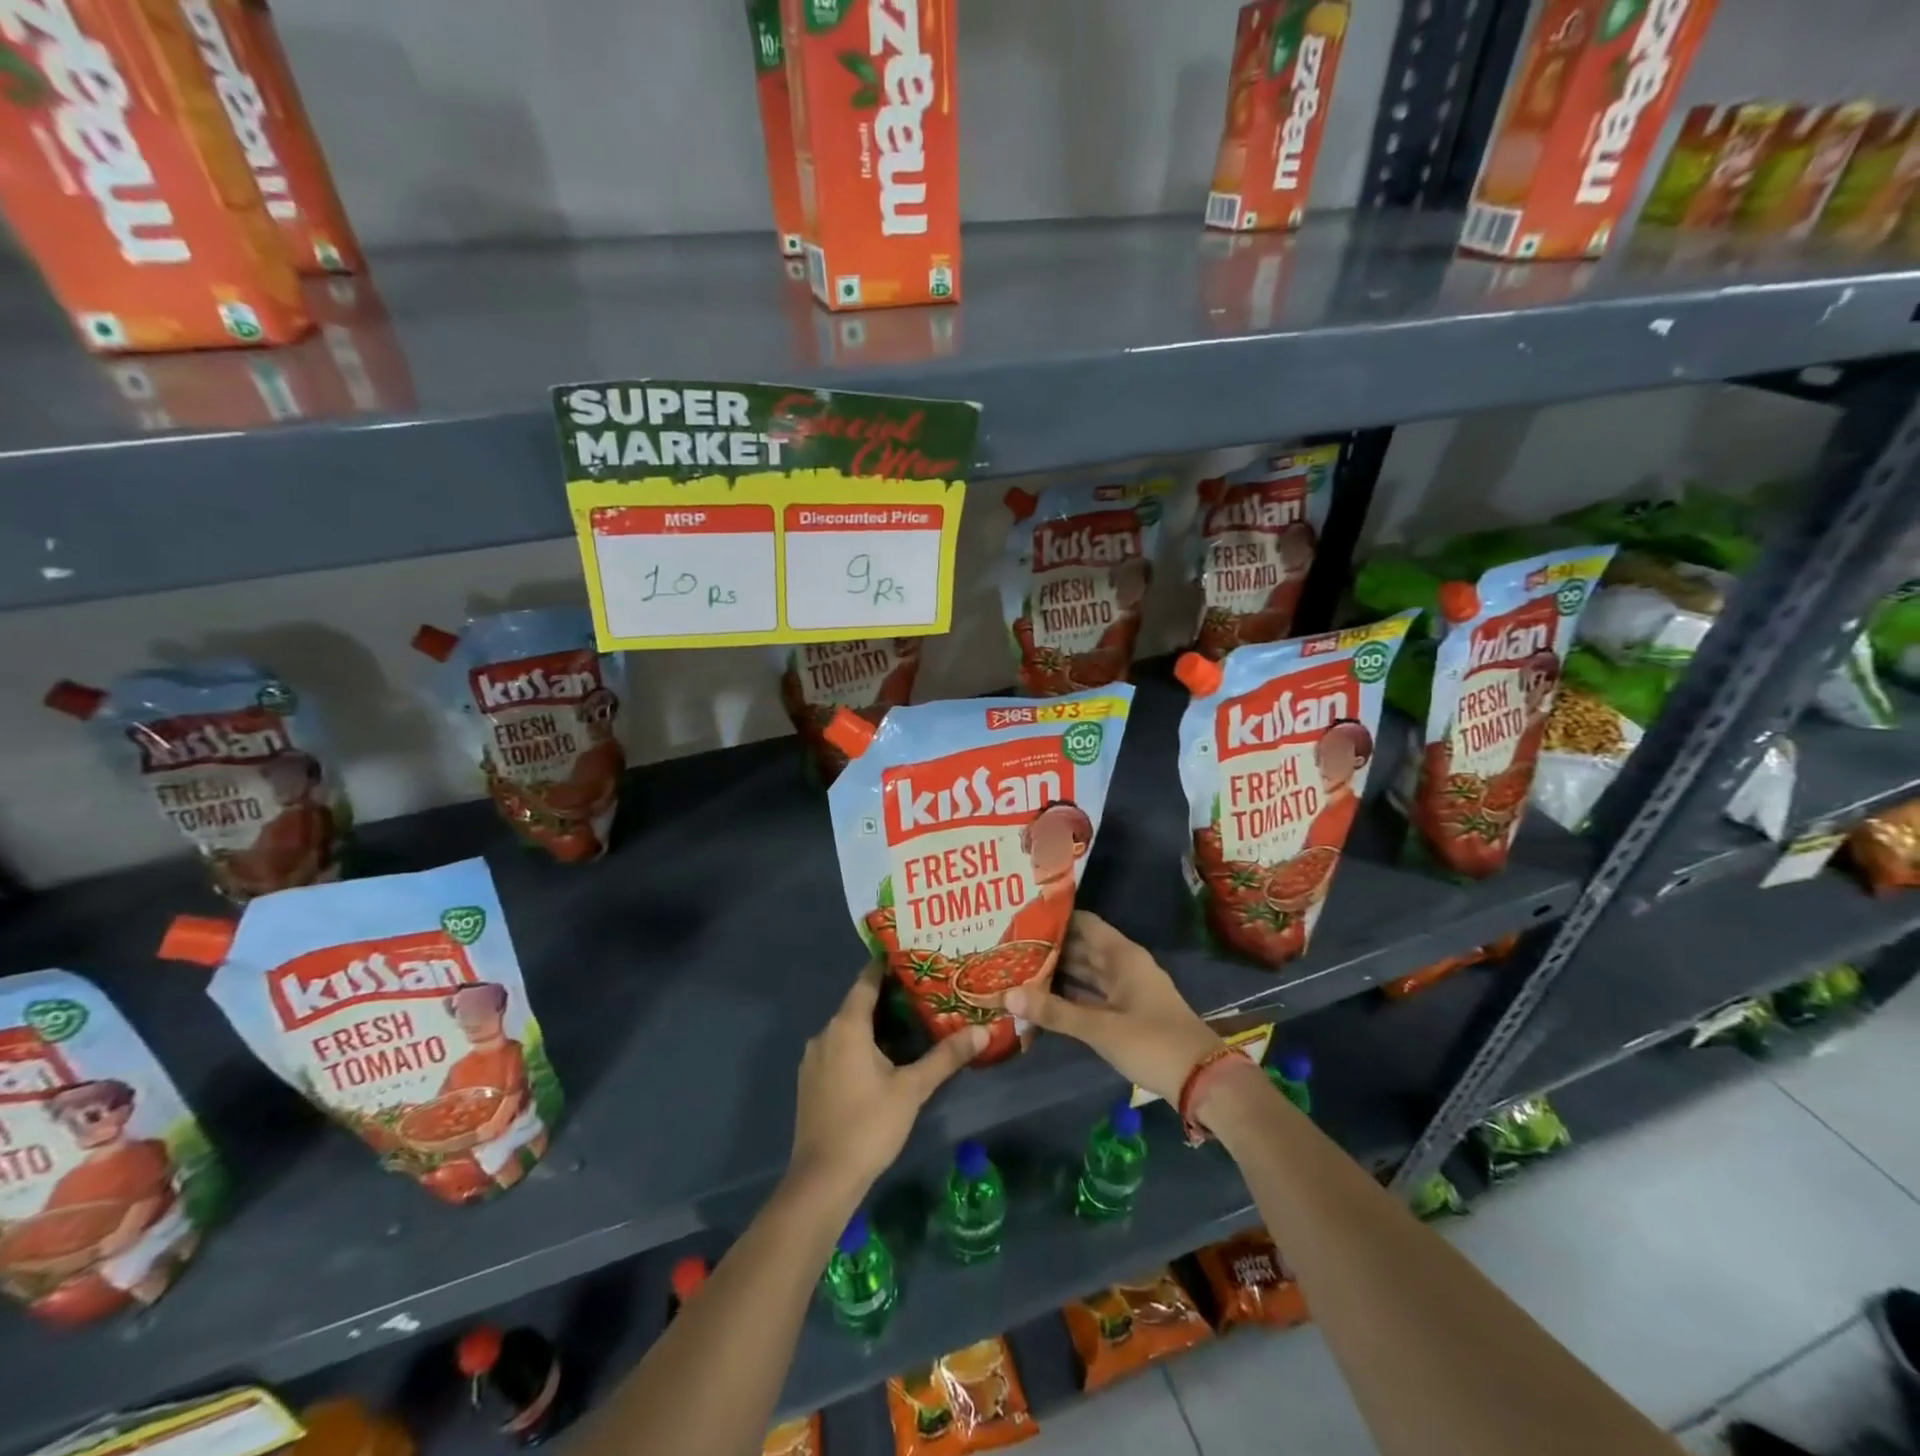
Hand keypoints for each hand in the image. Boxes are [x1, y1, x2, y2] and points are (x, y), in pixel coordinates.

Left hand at [789, 962, 984, 1201]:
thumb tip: (983, 1031)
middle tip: (924, 990)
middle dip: (889, 996)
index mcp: (847, 1026)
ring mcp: (814, 1059)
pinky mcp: (811, 1081)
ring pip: (848, 1029)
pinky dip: (860, 1044)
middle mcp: (825, 1034)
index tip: (912, 956)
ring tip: (910, 1021)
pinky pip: (838, 1049)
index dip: (887, 966)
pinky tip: (883, 1057)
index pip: (867, 980)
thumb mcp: (912, 1089)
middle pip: (858, 1003)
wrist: (822, 1180)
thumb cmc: (868, 1125)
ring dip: (875, 1023)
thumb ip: (946, 1057)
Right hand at [1005, 912, 1221, 1104]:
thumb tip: (1007, 994)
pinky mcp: (1127, 1013)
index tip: (1021, 919)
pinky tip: (1043, 999)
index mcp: (1122, 955)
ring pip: (1086, 973)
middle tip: (1009, 947)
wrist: (1203, 1080)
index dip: (1055, 919)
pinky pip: (1092, 994)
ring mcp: (1127, 990)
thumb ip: (1054, 1011)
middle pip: (1082, 947)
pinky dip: (1071, 995)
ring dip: (1058, 973)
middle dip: (1050, 948)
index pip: (1083, 923)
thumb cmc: (1152, 1042)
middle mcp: (1124, 965)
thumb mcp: (1100, 1028)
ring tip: (1018, 970)